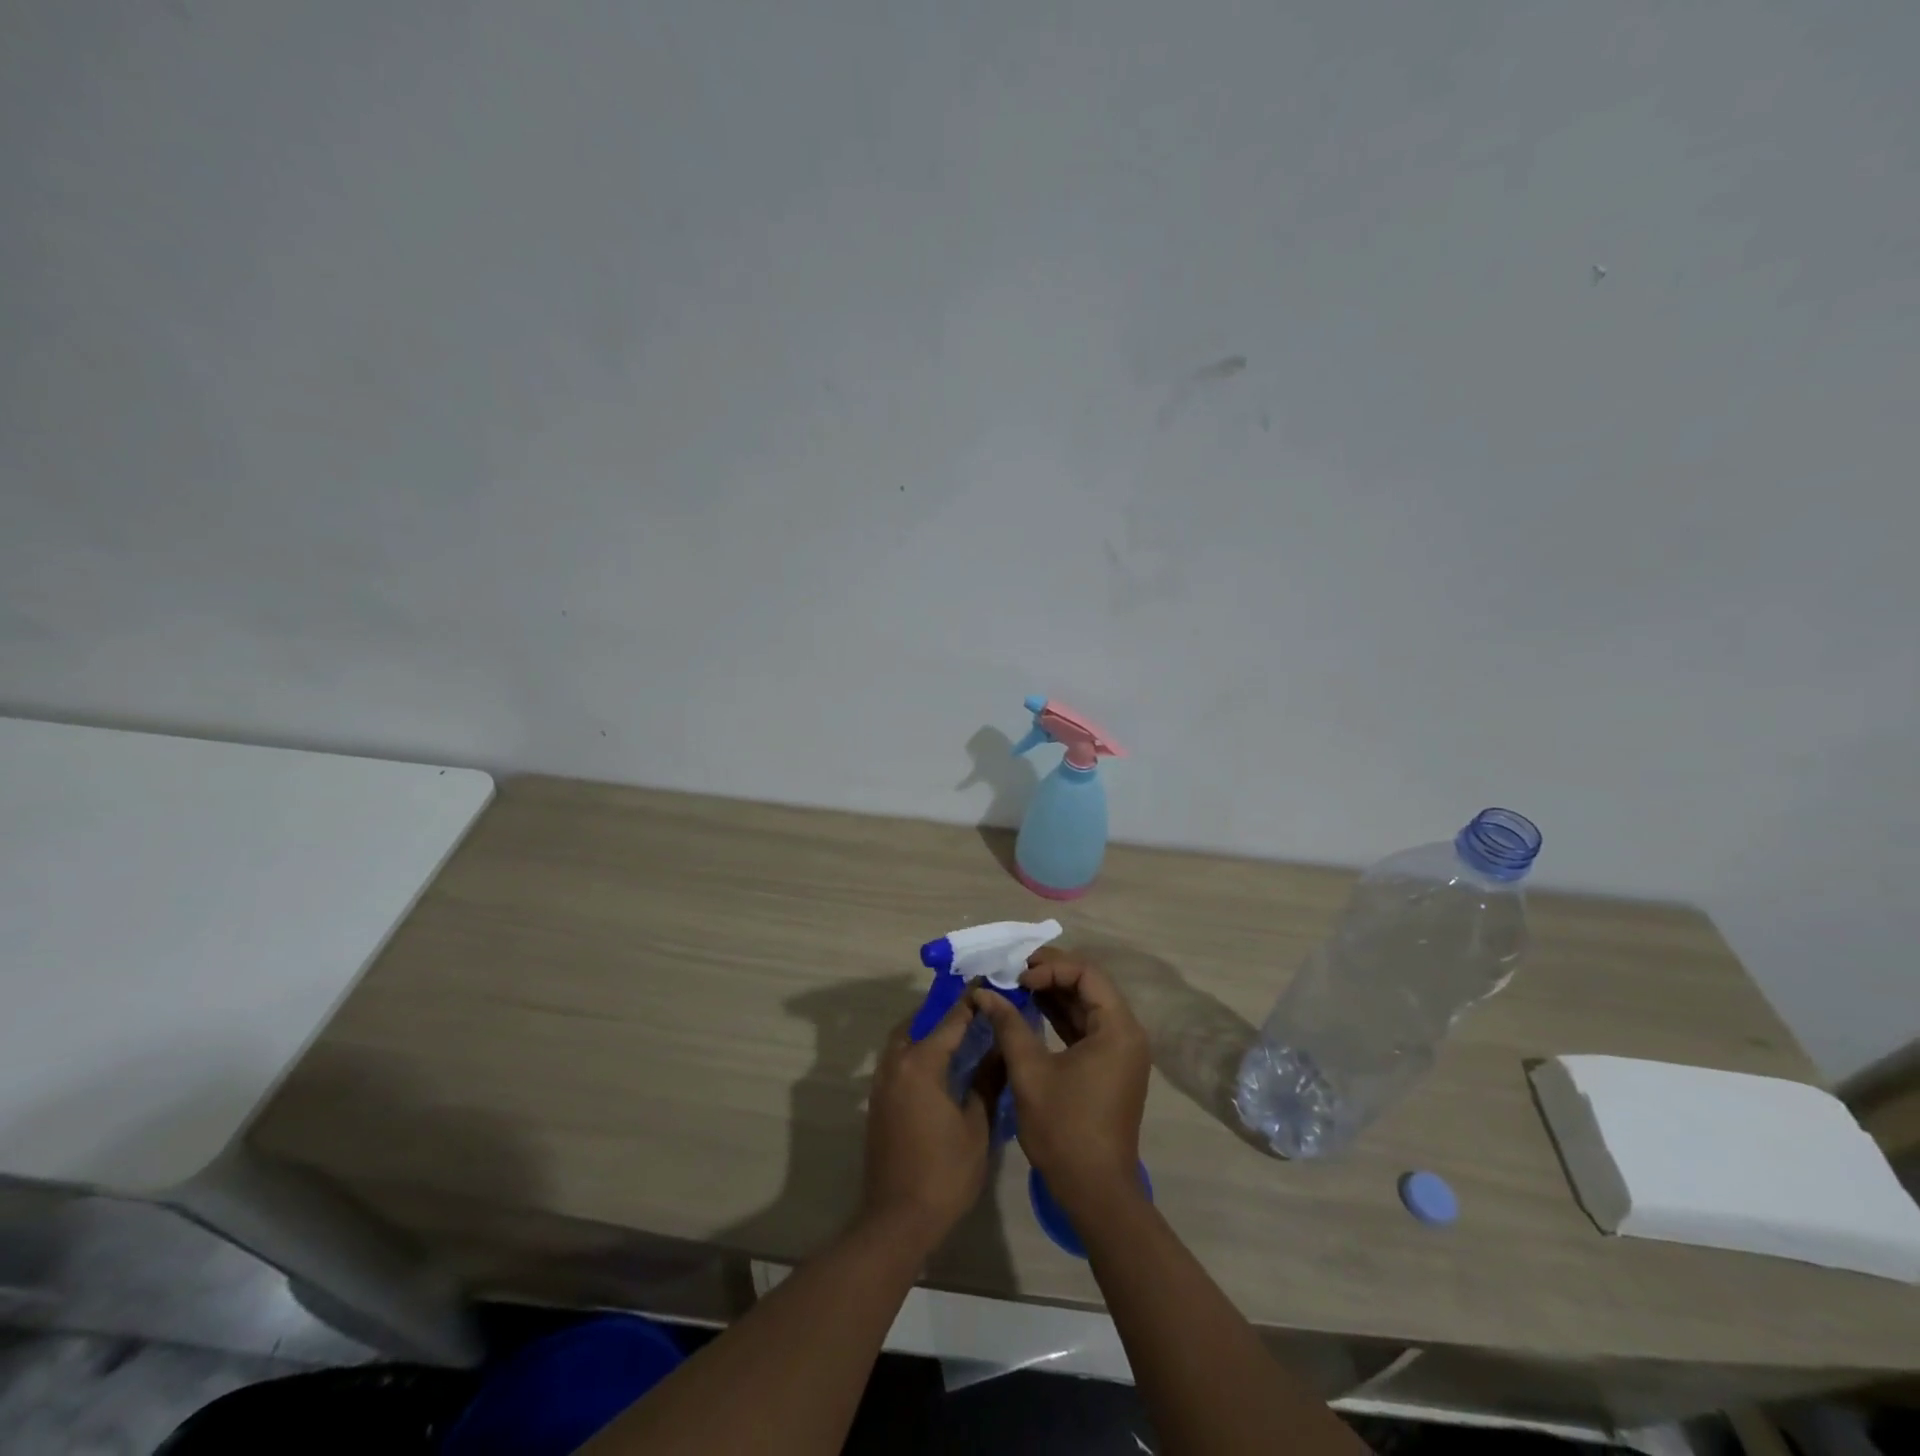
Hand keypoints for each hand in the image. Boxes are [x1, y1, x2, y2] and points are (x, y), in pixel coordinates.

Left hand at [859, 998, 993, 1252]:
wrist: (897, 1220)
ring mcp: (882, 1083)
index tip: (989, 983)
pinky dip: (916, 1050)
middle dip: (944, 1012)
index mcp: (921, 1064)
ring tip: (958, 1032)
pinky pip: (897, 1060)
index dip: (971, 1002)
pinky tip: (939, 1064)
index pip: (951, 1020)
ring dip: (926, 1030)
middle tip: (973, 1009)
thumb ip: (988, 1081)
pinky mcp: (878, 1102)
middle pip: (919, 1022)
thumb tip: (1000, 1050)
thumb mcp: (977, 1126)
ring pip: (903, 1040)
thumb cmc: (944, 1173)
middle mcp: (896, 1064)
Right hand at [967, 949, 1150, 1208]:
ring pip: (1086, 1005)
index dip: (1050, 968)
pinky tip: (1030, 1010)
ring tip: (1016, 986)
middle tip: (1013, 971)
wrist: (1095, 1192)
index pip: (1086, 973)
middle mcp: (1126, 1032)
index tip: (1017, 978)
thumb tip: (983, 992)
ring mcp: (1120, 1051)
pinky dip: (1059, 1016)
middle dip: (1050, 974)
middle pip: (1089, 984)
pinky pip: (1086, 1027)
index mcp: (1118, 1028)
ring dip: (1053, 994)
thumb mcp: (1030, 1073)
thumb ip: (1009, 1025)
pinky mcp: (1109, 1067)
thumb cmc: (1064, 1129)